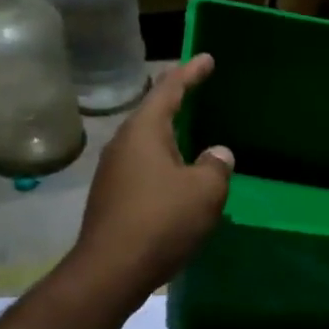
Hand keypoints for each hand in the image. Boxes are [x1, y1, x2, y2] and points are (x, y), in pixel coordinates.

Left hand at [69, 54, 232, 301]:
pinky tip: (178, 180)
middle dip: (177, 102)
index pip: (169, 89)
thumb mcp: (204, 192)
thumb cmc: (161, 222)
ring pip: (147, 144)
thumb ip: (216, 166)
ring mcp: (113, 172)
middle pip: (153, 113)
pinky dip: (164, 165)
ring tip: (193, 136)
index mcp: (144, 131)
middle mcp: (123, 144)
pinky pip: (144, 169)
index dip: (191, 72)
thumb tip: (217, 154)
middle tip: (199, 91)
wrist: (111, 270)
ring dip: (171, 138)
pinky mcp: (112, 198)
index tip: (207, 58)